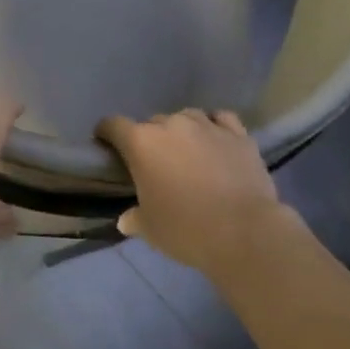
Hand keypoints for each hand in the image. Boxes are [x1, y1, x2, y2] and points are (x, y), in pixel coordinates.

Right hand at [97, 109, 294, 274]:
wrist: (244, 232)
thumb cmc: (185, 229)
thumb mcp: (150, 229)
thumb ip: (134, 218)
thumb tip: (126, 220)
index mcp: (141, 143)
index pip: (113, 125)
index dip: (106, 133)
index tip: (106, 144)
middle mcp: (172, 125)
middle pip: (151, 122)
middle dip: (148, 139)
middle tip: (154, 163)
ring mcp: (208, 126)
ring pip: (186, 117)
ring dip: (181, 131)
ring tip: (186, 150)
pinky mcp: (239, 135)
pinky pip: (220, 119)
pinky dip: (213, 126)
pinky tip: (214, 139)